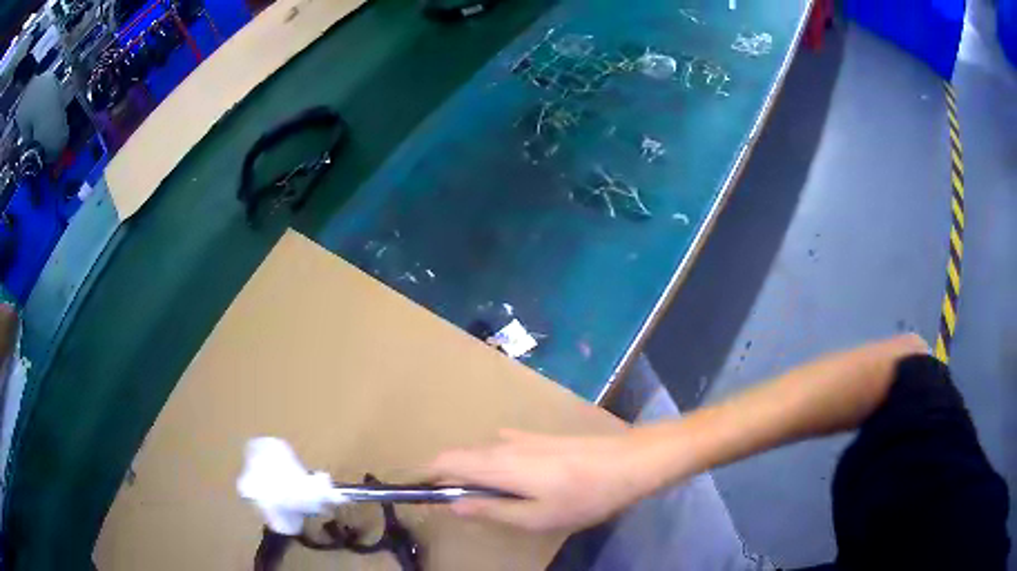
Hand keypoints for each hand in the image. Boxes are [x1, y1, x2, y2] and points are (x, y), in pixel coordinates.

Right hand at [427, 428, 653, 531]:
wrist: (629, 462)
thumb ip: (492, 510)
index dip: (427, 474)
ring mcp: (523, 436)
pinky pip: (502, 448)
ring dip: (474, 473)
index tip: (423, 494)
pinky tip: (514, 482)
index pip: (445, 459)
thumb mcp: (537, 517)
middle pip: (460, 455)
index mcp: (497, 464)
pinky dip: (494, 465)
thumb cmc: (583, 496)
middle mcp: (503, 444)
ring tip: (490, 501)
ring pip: (481, 452)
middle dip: (450, 477)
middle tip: (462, 506)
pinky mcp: (539, 436)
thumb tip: (453, 504)